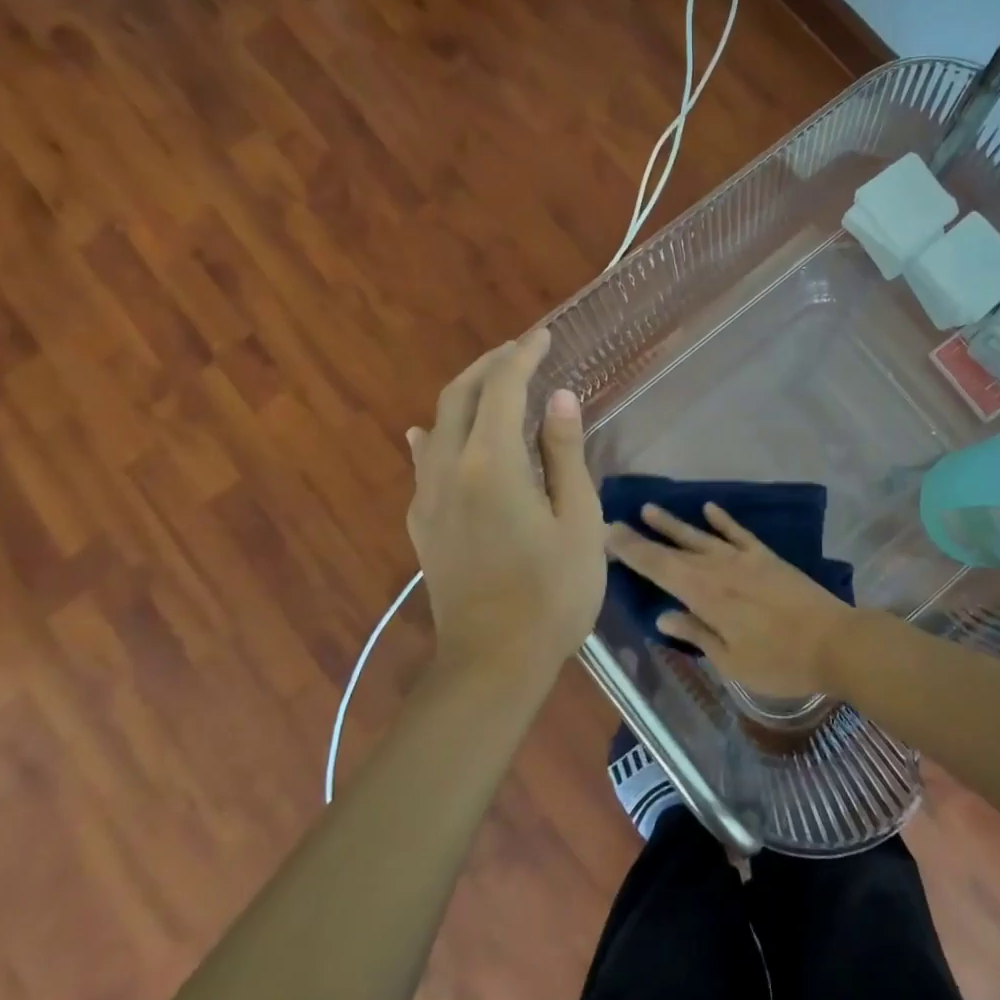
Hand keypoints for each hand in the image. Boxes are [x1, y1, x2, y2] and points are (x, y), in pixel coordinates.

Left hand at [407, 329, 604, 681]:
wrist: (493, 663)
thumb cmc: (552, 593)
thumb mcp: (578, 521)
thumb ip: (565, 454)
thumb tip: (559, 398)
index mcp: (491, 464)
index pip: (502, 389)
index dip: (523, 356)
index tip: (542, 336)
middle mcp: (448, 469)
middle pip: (459, 397)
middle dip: (489, 366)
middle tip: (519, 351)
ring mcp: (427, 498)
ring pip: (437, 425)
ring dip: (464, 395)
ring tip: (492, 385)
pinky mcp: (421, 524)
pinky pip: (423, 462)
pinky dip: (434, 435)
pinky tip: (430, 434)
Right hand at [604, 503, 861, 698]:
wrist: (834, 641)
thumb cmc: (780, 662)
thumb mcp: (731, 661)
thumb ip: (696, 634)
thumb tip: (662, 615)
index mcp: (705, 595)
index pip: (658, 568)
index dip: (631, 552)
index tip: (606, 535)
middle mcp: (719, 569)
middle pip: (673, 549)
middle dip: (643, 537)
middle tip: (616, 522)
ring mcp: (744, 559)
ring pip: (700, 536)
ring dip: (674, 523)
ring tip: (650, 508)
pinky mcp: (767, 557)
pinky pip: (738, 533)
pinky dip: (722, 520)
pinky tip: (709, 508)